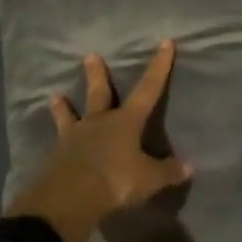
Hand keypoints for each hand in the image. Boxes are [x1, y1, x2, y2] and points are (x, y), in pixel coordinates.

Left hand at [7, 42, 192, 241]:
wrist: (69, 198)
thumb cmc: (115, 181)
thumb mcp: (148, 179)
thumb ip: (167, 171)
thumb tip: (189, 166)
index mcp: (126, 121)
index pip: (148, 89)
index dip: (159, 67)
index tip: (165, 43)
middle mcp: (100, 122)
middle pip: (100, 93)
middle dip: (97, 74)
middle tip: (90, 56)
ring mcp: (75, 136)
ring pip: (71, 115)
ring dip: (64, 106)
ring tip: (55, 95)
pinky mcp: (58, 154)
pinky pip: (59, 140)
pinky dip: (58, 135)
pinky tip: (53, 140)